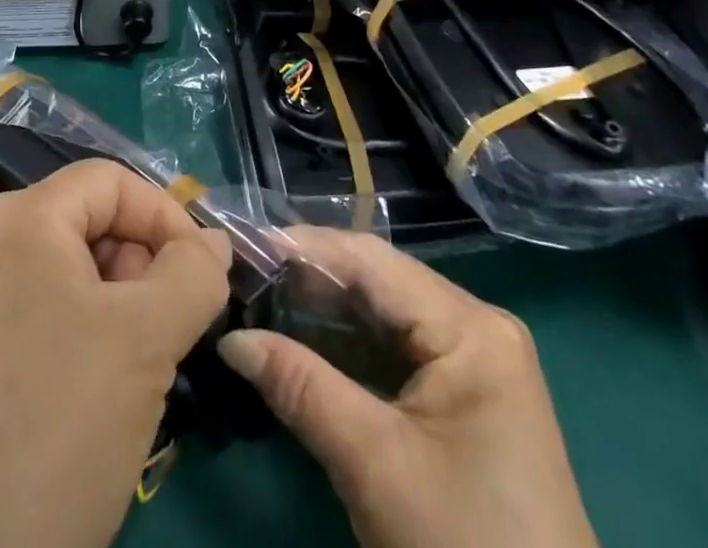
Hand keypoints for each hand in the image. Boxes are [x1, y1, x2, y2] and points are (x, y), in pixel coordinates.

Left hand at [0, 160, 231, 547]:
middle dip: (143, 268)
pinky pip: (47, 321)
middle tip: (169, 332)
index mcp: (18, 220)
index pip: (110, 182)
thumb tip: (215, 245)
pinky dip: (89, 342)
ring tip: (141, 373)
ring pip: (74, 279)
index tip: (203, 276)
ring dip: (123, 312)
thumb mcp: (145, 339)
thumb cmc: (56, 419)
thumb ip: (193, 275)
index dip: (164, 216)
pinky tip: (102, 402)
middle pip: (90, 225)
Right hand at [218, 229, 597, 547]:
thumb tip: (231, 340)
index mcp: (469, 326)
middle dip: (311, 277)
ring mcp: (473, 359)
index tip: (246, 244)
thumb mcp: (374, 464)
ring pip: (385, 314)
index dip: (306, 247)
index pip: (372, 262)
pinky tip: (303, 341)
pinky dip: (349, 346)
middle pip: (379, 282)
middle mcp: (475, 325)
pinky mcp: (465, 394)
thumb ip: (300, 388)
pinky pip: (397, 349)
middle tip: (247, 273)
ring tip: (263, 298)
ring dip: (326, 310)